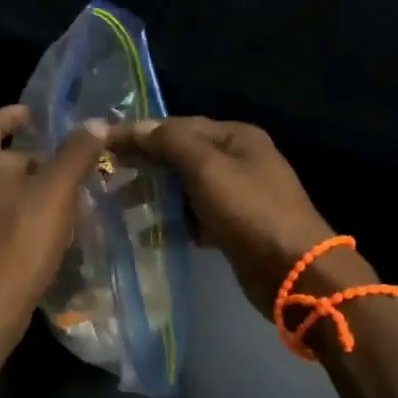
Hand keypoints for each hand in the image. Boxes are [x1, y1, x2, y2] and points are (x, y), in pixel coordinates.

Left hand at [0, 105, 107, 347]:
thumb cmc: (21, 239)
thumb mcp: (58, 191)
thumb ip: (77, 153)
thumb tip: (96, 122)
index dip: (12, 115)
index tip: (35, 117)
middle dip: (24, 156)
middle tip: (59, 164)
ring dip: (18, 187)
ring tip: (54, 196)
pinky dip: (10, 212)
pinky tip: (36, 228)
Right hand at [107, 117, 343, 315]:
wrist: (295, 272)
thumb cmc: (250, 212)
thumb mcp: (208, 169)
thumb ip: (171, 143)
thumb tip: (137, 127)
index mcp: (236, 137)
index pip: (179, 126)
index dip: (141, 133)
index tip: (103, 142)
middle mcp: (238, 160)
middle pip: (182, 154)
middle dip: (146, 162)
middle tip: (105, 171)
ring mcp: (238, 194)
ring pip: (186, 186)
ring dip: (155, 192)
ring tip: (118, 204)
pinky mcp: (234, 226)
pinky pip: (195, 215)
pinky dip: (174, 219)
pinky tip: (148, 232)